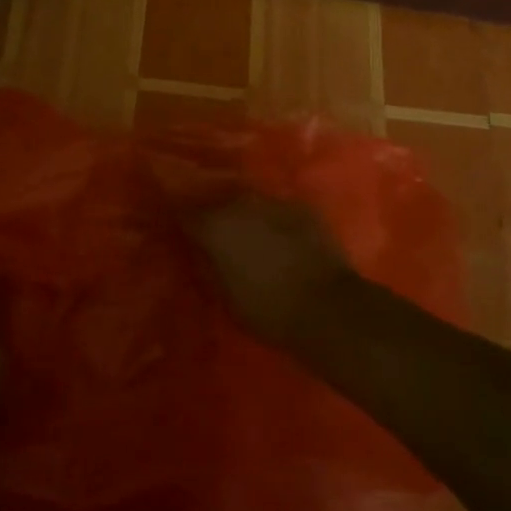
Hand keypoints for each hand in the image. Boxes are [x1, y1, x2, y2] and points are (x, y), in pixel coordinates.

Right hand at [188, 193, 356, 347]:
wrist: (327, 307)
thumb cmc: (267, 309)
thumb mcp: (224, 296)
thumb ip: (207, 265)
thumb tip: (198, 250)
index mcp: (215, 226)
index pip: (185, 213)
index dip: (184, 223)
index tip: (183, 232)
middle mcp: (240, 204)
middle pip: (218, 202)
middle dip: (216, 216)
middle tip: (219, 238)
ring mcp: (273, 201)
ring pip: (250, 203)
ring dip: (246, 216)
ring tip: (252, 237)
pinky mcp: (302, 207)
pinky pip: (278, 210)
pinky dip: (275, 221)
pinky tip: (283, 240)